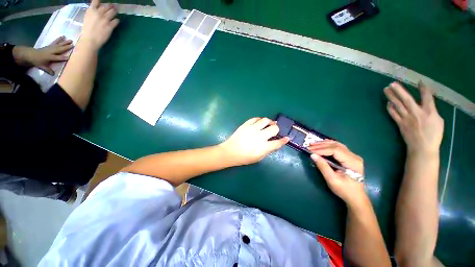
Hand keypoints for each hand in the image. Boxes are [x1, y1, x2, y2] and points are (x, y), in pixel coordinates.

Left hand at [12, 36, 72, 74]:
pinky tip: (63, 37)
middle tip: (73, 45)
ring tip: (70, 40)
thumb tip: (53, 74)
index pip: (58, 58)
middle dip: (66, 47)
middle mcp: (51, 51)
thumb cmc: (37, 61)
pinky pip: (55, 42)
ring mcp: (50, 47)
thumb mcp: (42, 67)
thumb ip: (48, 70)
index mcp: (50, 57)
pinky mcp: (50, 45)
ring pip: (59, 44)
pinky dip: (59, 39)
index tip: (69, 58)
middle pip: (59, 49)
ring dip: (65, 42)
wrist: (30, 55)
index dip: (63, 58)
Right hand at [80, 0, 118, 50]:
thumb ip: (93, 12)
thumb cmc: (87, 29)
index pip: (96, 1)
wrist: (90, 40)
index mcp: (91, 10)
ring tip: (115, 13)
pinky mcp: (110, 26)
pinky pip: (116, 21)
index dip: (101, 1)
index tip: (104, 3)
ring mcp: (105, 19)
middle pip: (107, 6)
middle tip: (112, 8)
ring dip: (115, 12)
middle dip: (110, 7)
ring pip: (113, 12)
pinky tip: (116, 21)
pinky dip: (117, 20)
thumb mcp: (87, 17)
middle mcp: (98, 13)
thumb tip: (98, 8)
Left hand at [219, 117, 289, 165]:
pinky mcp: (246, 125)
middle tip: (275, 130)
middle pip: (274, 128)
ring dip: (269, 122)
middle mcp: (260, 136)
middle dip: (277, 129)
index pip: (278, 143)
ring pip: (265, 120)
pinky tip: (259, 122)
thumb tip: (272, 144)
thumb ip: (267, 150)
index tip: (286, 138)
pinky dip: (259, 120)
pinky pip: (255, 118)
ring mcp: (252, 129)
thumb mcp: (258, 158)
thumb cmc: (244, 158)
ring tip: (269, 124)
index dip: (284, 140)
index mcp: (263, 147)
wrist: (230, 152)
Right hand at [308, 140, 365, 205]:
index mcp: (352, 162)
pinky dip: (328, 145)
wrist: (356, 197)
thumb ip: (323, 166)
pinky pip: (338, 147)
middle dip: (321, 145)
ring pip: (337, 145)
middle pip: (336, 146)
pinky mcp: (349, 157)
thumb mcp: (332, 179)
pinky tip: (322, 144)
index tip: (310, 150)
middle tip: (309, 146)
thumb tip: (312, 155)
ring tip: (313, 144)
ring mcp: (353, 156)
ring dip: (324, 144)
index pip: (335, 151)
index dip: (322, 149)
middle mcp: (354, 156)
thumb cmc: (344, 190)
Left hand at [384, 81, 443, 155]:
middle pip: (406, 99)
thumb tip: (427, 104)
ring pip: (397, 105)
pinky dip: (390, 108)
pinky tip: (387, 103)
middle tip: (392, 83)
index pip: (426, 96)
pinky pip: (393, 114)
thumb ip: (432, 110)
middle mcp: (417, 113)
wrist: (422, 147)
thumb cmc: (434, 135)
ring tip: (386, 89)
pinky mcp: (400, 123)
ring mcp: (406, 118)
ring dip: (391, 96)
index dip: (423, 88)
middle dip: (399, 90)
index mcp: (429, 111)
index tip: (419, 81)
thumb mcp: (438, 121)